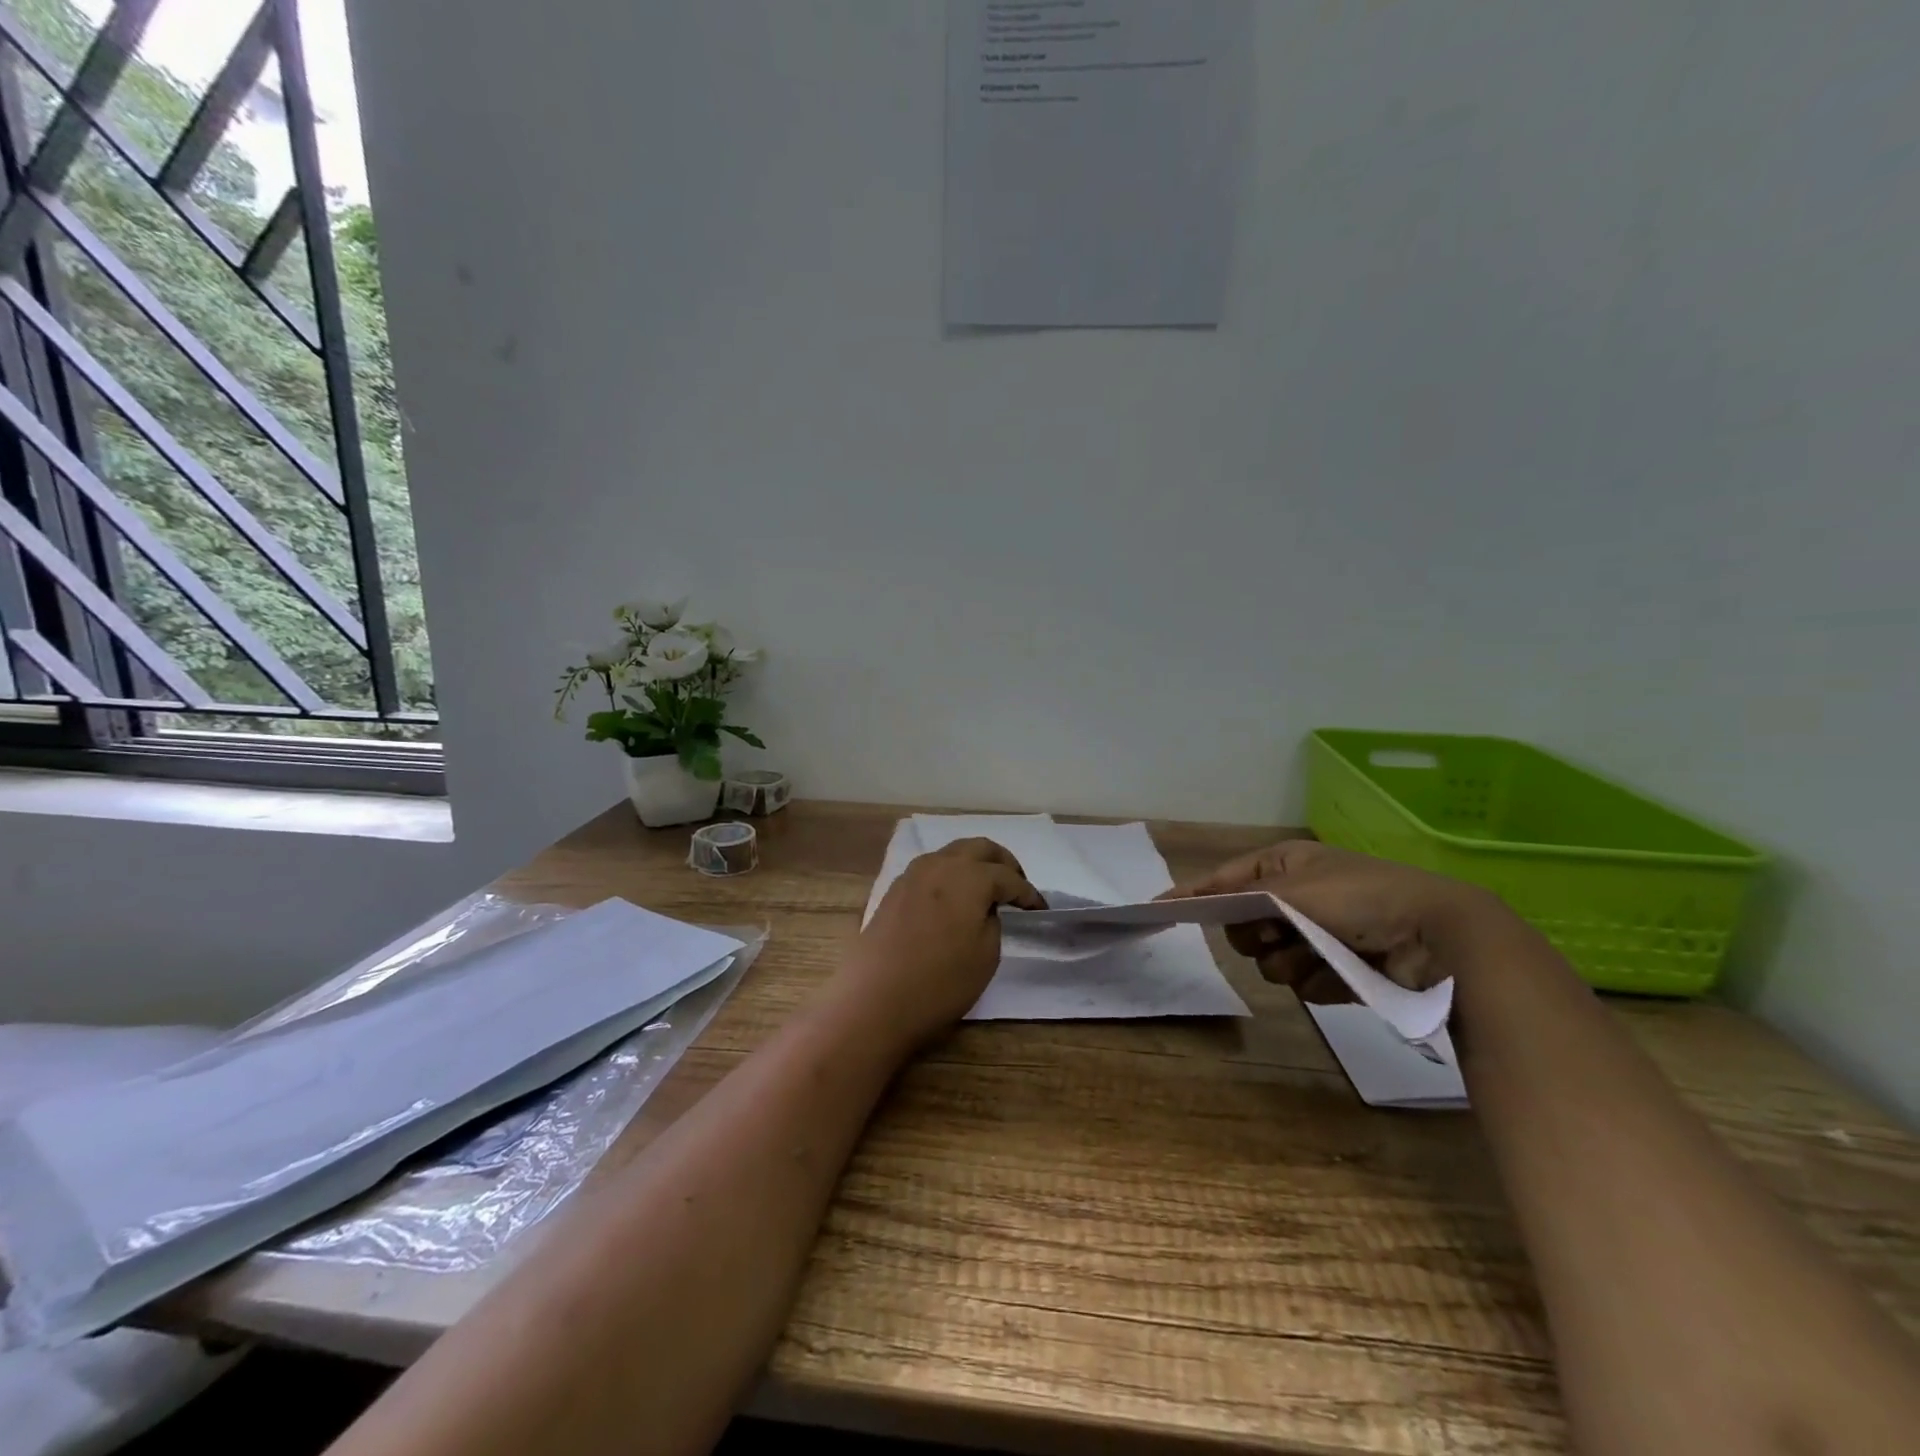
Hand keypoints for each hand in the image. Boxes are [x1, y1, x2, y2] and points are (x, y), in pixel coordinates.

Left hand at [838, 838, 1044, 1044]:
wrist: (874, 1000)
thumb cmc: (940, 982)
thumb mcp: (986, 956)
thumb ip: (992, 921)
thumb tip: (983, 908)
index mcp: (969, 876)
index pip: (1008, 877)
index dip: (1028, 893)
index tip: (1041, 909)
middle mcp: (941, 864)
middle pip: (979, 848)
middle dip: (1003, 862)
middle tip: (1016, 885)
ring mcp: (913, 874)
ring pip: (952, 853)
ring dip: (974, 864)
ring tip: (986, 890)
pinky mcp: (894, 890)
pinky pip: (931, 869)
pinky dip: (950, 875)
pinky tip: (954, 898)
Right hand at [1166, 840, 1504, 1003]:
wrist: (1438, 937)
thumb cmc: (1359, 898)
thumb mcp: (1292, 888)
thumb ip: (1242, 895)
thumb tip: (1199, 898)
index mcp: (1287, 865)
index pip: (1227, 879)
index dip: (1195, 893)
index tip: (1159, 908)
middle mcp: (1300, 896)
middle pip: (1245, 924)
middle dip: (1254, 936)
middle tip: (1272, 936)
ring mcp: (1320, 933)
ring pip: (1271, 958)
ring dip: (1286, 962)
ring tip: (1315, 958)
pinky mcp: (1340, 968)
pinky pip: (1302, 982)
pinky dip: (1315, 980)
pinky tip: (1338, 976)